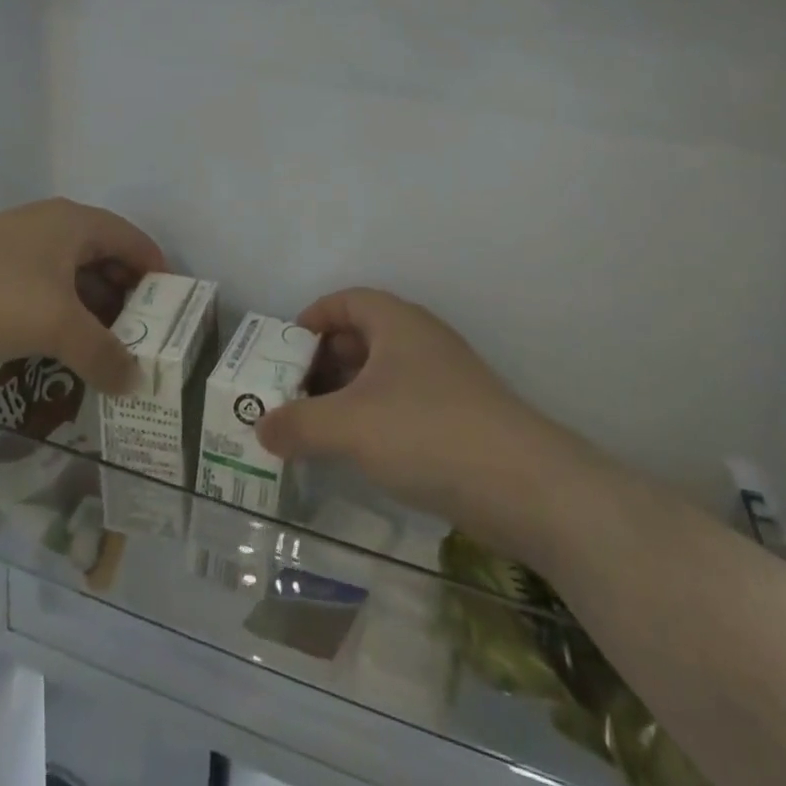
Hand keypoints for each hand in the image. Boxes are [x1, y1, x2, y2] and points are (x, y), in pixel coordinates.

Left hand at [0, 198, 165, 392]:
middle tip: (144, 340)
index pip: (133, 240)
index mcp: (72, 222)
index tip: (174, 311)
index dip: (158, 272)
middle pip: (104, 258)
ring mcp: (16, 251)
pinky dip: (60, 319)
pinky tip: (64, 353)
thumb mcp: (57, 326)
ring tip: (109, 354)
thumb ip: (104, 354)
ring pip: (71, 279)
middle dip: (126, 299)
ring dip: (92, 313)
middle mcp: (48, 227)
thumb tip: (136, 381)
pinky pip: (42, 294)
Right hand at [255, 289, 544, 523]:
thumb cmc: (427, 432)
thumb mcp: (350, 426)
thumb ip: (298, 424)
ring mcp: (444, 378)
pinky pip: (403, 402)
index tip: (283, 351)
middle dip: (323, 361)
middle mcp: (421, 339)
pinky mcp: (459, 416)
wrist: (524, 484)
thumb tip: (261, 429)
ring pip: (382, 373)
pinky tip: (360, 451)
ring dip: (347, 393)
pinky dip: (374, 417)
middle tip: (292, 394)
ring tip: (316, 427)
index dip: (312, 318)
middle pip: (361, 335)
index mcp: (396, 322)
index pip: (346, 300)